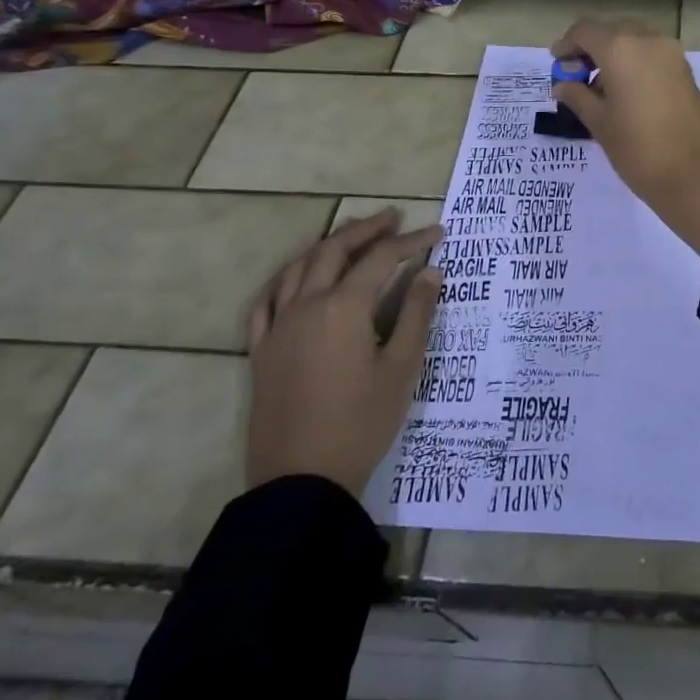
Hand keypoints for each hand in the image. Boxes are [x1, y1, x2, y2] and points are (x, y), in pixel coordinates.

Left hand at [245, 208, 443, 492]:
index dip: (412, 242)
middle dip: (366, 230)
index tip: (438, 233)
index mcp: (344, 307)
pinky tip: (297, 280)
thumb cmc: (361, 422)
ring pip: (298, 268)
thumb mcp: (402, 368)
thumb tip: (430, 272)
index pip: (382, 258)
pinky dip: (286, 280)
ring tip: (350, 237)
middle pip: (334, 250)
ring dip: (327, 245)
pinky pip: (266, 302)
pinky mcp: (261, 352)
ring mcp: (278, 328)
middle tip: (393, 218)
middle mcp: (306, 305)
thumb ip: (417, 314)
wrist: (301, 481)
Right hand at [552, 20, 699, 252]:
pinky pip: (652, 55)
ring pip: (635, 41)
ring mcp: (672, 53)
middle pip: (612, 32)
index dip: (566, 45)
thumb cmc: (639, 149)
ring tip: (600, 90)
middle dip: (591, 49)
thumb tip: (563, 84)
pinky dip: (635, 63)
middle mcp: (648, 40)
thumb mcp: (600, 123)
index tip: (557, 65)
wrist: (698, 174)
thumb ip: (578, 97)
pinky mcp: (686, 71)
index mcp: (621, 48)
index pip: (585, 31)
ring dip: (614, 55)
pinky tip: (626, 93)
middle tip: (576, 77)